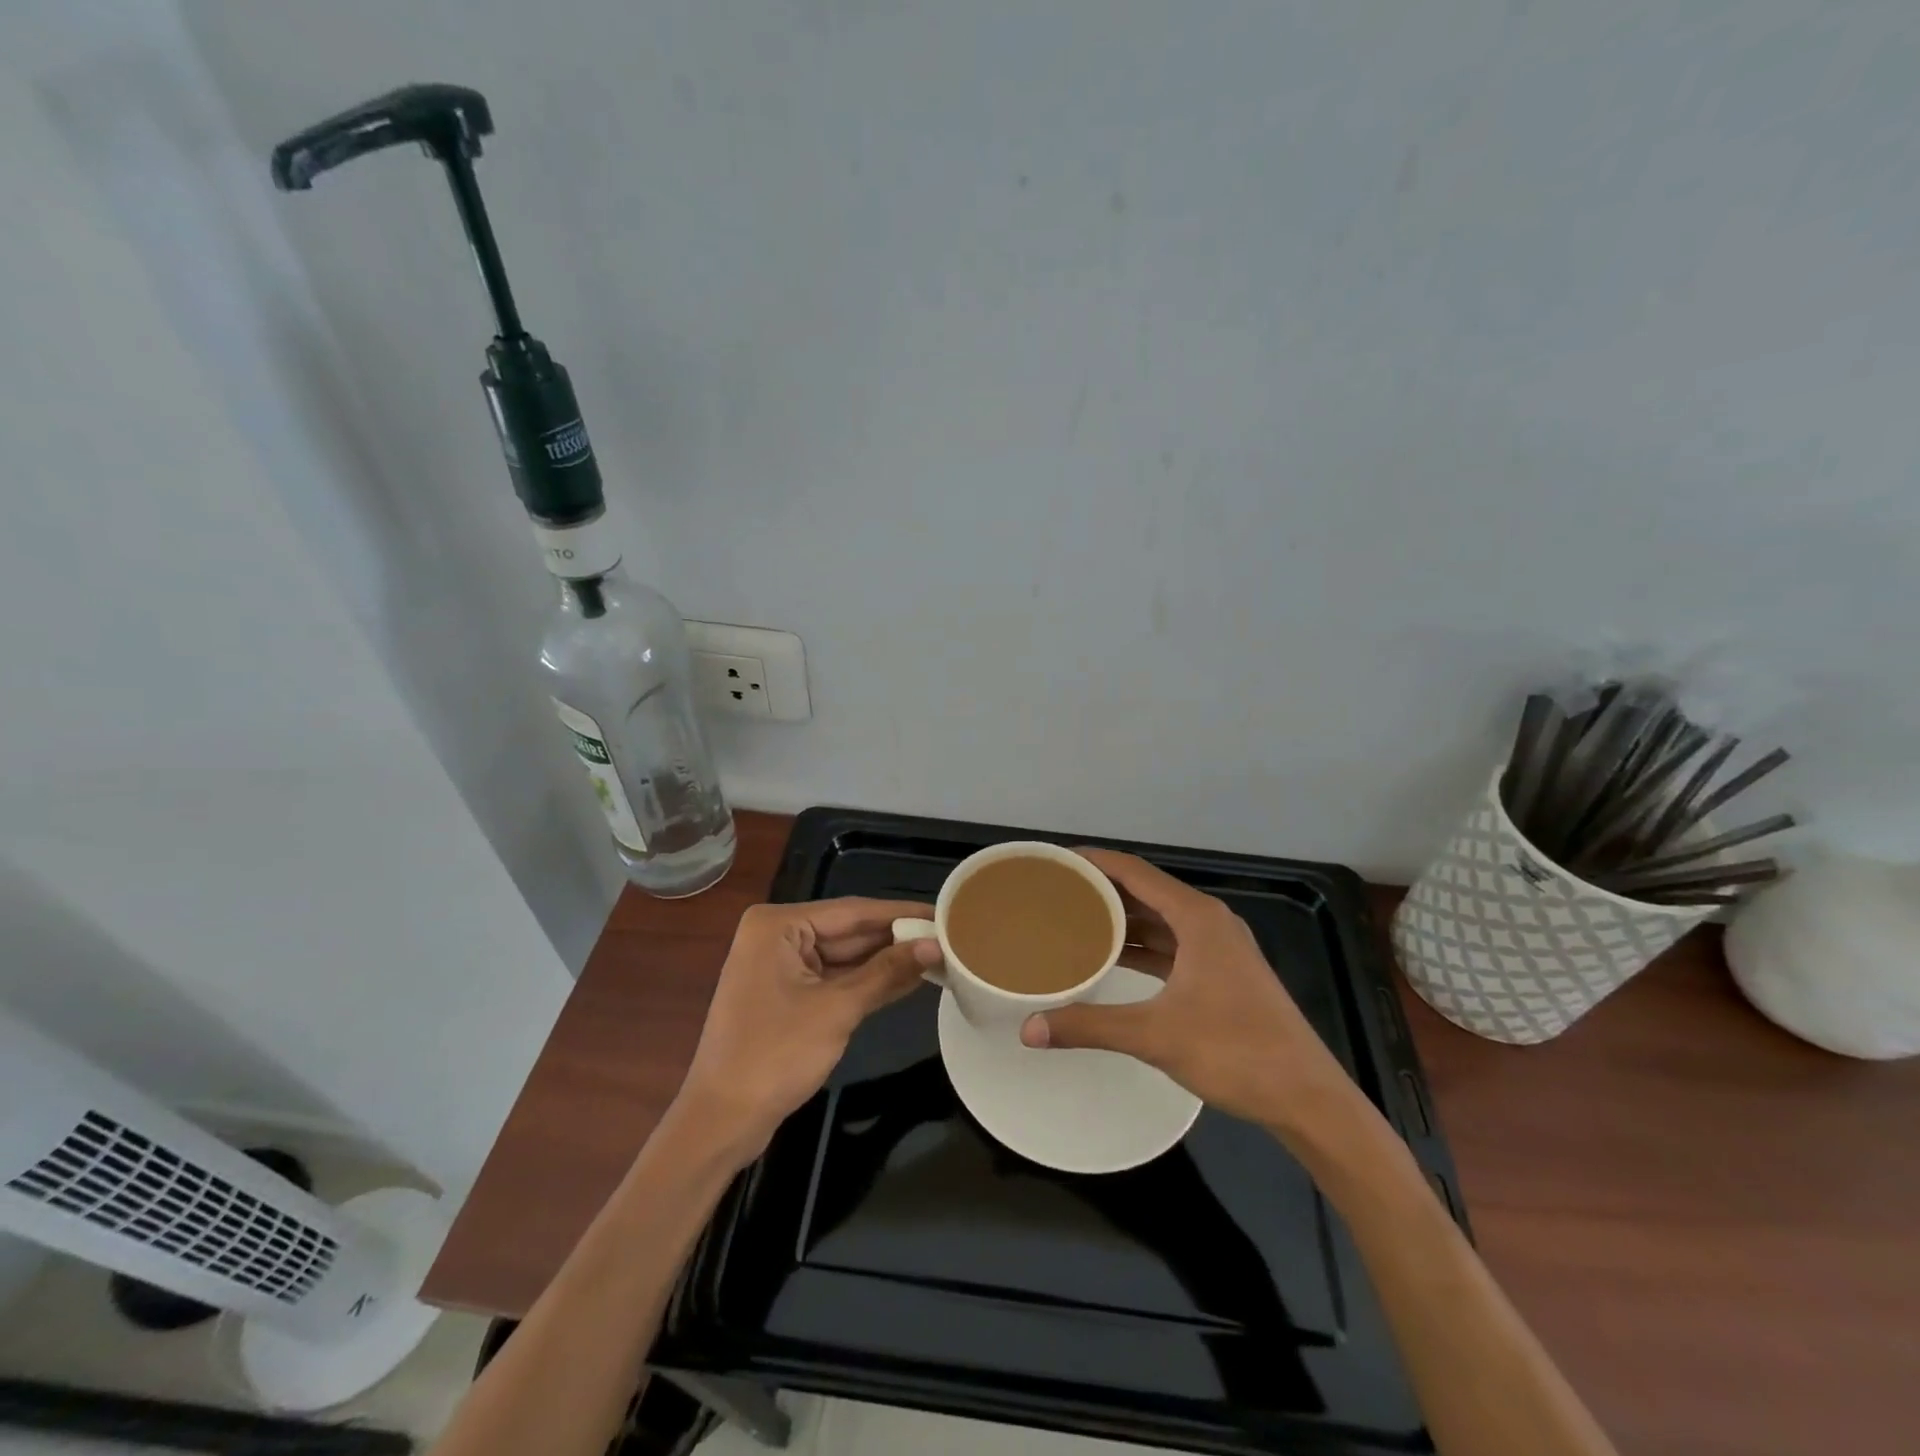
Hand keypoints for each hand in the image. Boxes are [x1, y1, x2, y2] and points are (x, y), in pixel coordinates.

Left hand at [674, 898, 938, 1161]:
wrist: (721, 1122)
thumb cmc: (774, 1056)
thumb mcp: (837, 1010)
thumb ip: (887, 973)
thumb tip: (935, 945)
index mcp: (778, 925)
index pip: (853, 911)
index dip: (902, 913)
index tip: (944, 912)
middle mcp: (777, 936)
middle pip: (849, 931)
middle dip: (896, 939)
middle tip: (949, 937)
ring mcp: (780, 966)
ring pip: (845, 956)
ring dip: (886, 961)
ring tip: (939, 955)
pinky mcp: (787, 994)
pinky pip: (835, 978)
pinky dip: (867, 982)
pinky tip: (907, 979)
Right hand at [1020, 850, 1364, 1134]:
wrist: (1307, 1098)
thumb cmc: (1235, 1052)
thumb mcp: (1155, 1035)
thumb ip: (1090, 1026)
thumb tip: (1028, 1030)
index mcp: (1197, 918)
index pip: (1135, 872)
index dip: (1095, 861)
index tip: (1057, 860)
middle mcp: (1209, 922)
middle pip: (1146, 891)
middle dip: (1103, 889)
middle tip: (1057, 891)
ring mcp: (1220, 948)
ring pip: (1160, 920)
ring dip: (1122, 919)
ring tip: (1074, 919)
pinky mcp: (1223, 973)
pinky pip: (1172, 945)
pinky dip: (1142, 945)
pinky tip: (1113, 957)